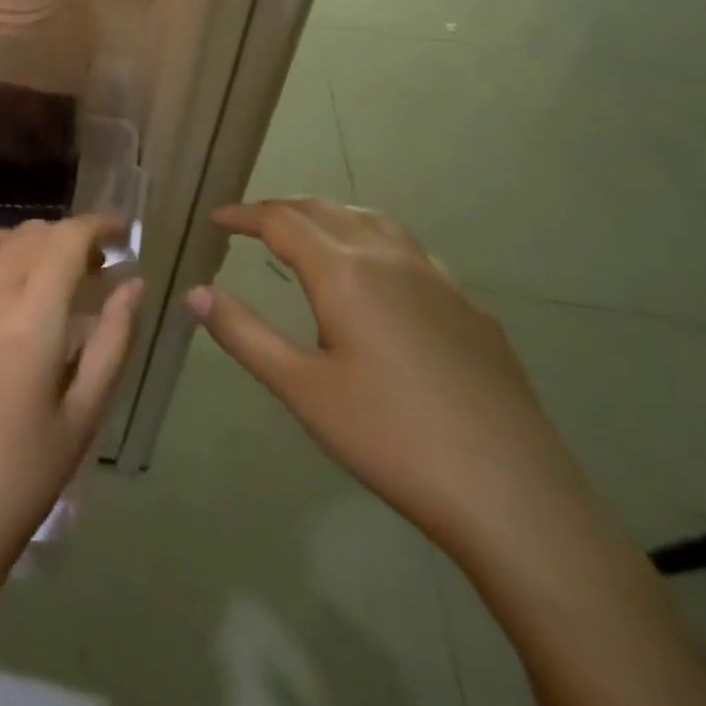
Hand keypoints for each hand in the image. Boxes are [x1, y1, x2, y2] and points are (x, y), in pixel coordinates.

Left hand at [0, 216, 144, 601]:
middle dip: (63, 240)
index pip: (66, 241)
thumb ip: (112, 340)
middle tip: (83, 269)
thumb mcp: (84, 415)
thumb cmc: (21, 478)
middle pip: (27, 235)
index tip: (118, 235)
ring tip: (30, 276)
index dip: (96, 227)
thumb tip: (133, 284)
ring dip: (16, 245)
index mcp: (29, 321)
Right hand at [194, 198, 585, 562]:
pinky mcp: (471, 308)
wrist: (513, 495)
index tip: (216, 219)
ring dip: (330, 216)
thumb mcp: (301, 389)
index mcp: (345, 271)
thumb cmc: (391, 438)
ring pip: (373, 222)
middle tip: (251, 223)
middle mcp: (390, 258)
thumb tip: (193, 292)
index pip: (281, 221)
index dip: (244, 216)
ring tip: (308, 232)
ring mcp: (438, 280)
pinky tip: (378, 277)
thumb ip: (243, 333)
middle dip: (282, 210)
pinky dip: (374, 241)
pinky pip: (410, 250)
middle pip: (326, 211)